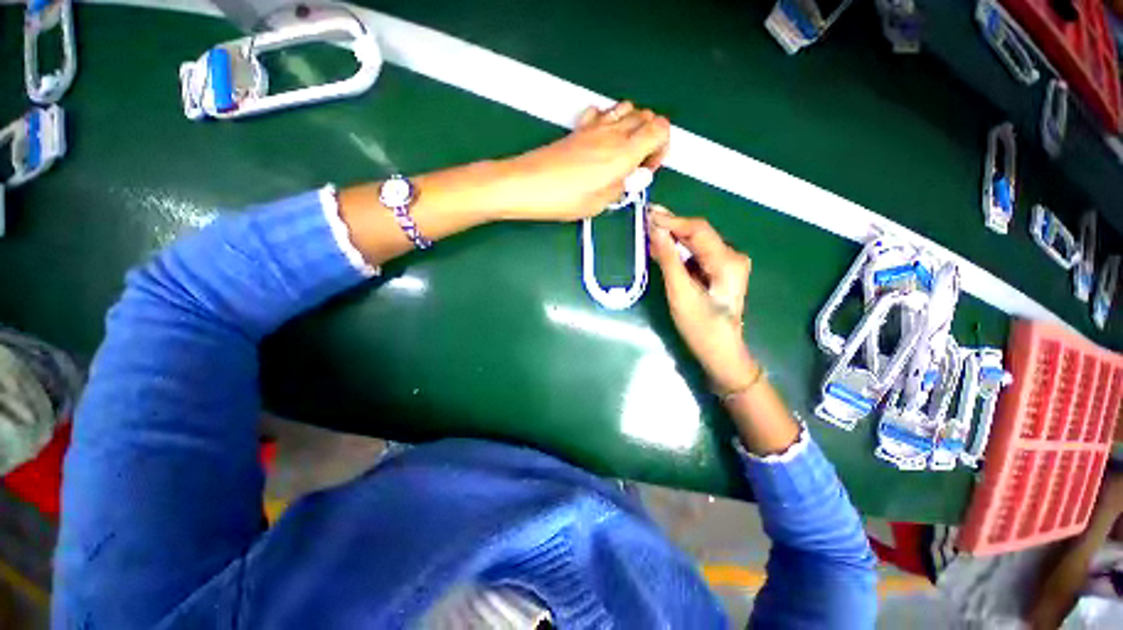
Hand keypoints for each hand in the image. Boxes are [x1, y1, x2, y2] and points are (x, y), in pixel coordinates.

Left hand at [492, 102, 669, 220]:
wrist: (528, 184)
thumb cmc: (563, 198)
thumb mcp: (600, 203)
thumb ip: (623, 188)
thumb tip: (634, 179)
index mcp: (624, 152)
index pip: (660, 129)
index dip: (662, 147)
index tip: (649, 168)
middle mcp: (613, 133)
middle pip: (647, 116)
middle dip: (651, 137)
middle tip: (638, 162)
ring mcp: (595, 127)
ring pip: (627, 109)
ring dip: (634, 126)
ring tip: (623, 150)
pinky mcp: (579, 129)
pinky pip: (602, 112)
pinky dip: (610, 119)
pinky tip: (602, 139)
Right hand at [648, 207, 755, 392]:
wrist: (719, 352)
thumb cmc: (700, 326)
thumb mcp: (680, 292)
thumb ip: (668, 259)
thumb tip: (655, 230)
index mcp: (727, 260)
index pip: (698, 229)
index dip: (671, 220)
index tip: (647, 214)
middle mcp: (731, 256)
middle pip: (697, 233)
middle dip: (670, 227)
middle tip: (644, 219)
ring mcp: (726, 264)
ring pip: (695, 243)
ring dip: (671, 238)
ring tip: (647, 231)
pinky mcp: (718, 271)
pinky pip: (695, 255)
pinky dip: (677, 251)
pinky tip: (660, 248)